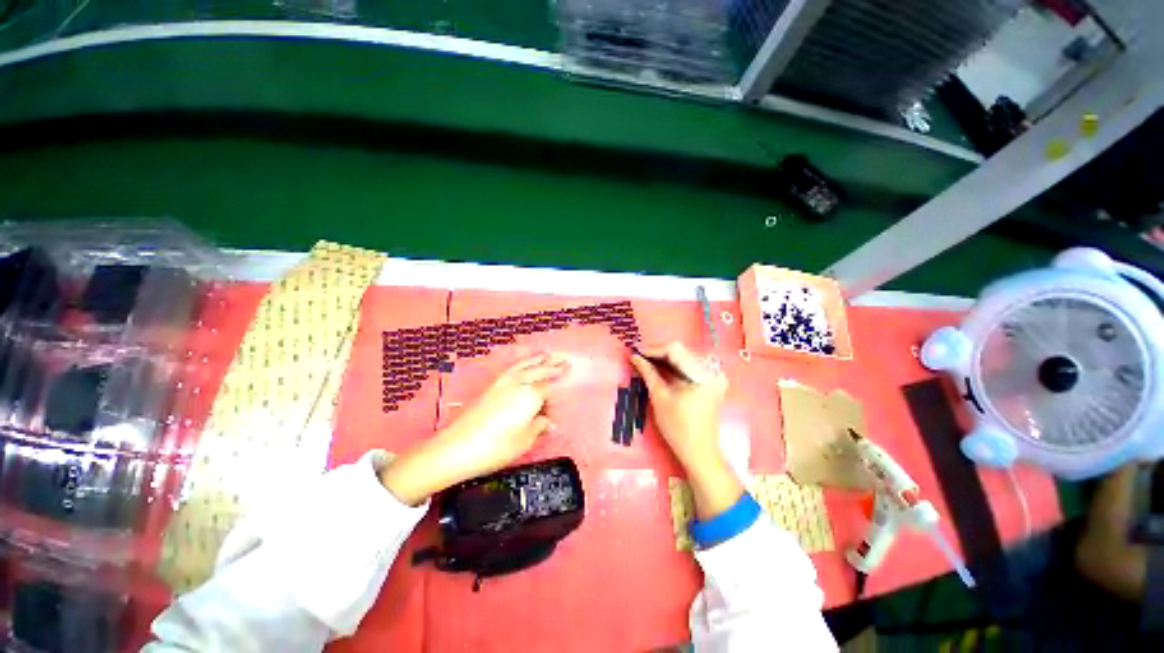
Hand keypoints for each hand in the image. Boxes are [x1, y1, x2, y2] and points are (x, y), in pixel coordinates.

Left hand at [380, 353, 569, 504]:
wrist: (456, 447)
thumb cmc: (496, 447)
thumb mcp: (524, 440)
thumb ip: (539, 426)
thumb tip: (549, 422)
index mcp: (531, 395)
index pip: (549, 389)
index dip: (557, 392)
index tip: (565, 392)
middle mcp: (518, 383)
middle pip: (540, 371)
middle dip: (553, 366)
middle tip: (565, 361)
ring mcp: (503, 383)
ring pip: (525, 366)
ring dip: (537, 360)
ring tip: (547, 354)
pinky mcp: (491, 387)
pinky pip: (513, 368)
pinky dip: (522, 363)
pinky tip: (523, 365)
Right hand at [631, 343, 741, 518]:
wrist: (698, 451)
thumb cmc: (678, 427)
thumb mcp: (660, 397)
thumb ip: (648, 373)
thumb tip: (634, 356)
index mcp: (702, 374)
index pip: (675, 350)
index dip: (653, 349)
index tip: (636, 353)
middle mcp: (712, 369)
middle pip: (681, 351)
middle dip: (658, 353)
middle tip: (638, 357)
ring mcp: (713, 375)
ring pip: (684, 357)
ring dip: (664, 359)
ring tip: (645, 362)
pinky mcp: (710, 380)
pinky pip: (689, 366)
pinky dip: (673, 366)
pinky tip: (659, 368)